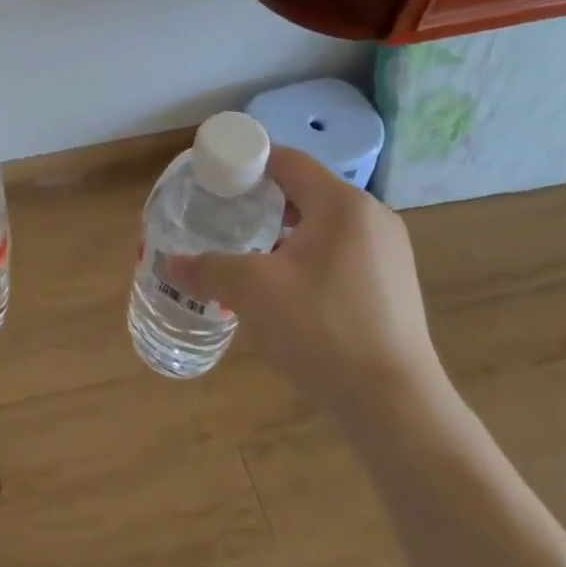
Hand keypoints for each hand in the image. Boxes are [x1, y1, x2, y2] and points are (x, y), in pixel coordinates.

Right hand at [163, 149, 446, 417]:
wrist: (394, 406)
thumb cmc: (320, 329)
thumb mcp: (251, 292)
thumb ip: (208, 268)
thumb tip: (172, 263)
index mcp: (342, 203)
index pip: (287, 160)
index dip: (246, 164)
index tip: (212, 181)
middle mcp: (371, 218)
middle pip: (304, 192)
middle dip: (260, 203)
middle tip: (223, 221)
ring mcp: (389, 254)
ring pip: (323, 226)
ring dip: (283, 235)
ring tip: (248, 258)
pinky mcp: (394, 287)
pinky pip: (340, 255)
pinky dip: (307, 260)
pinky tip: (285, 293)